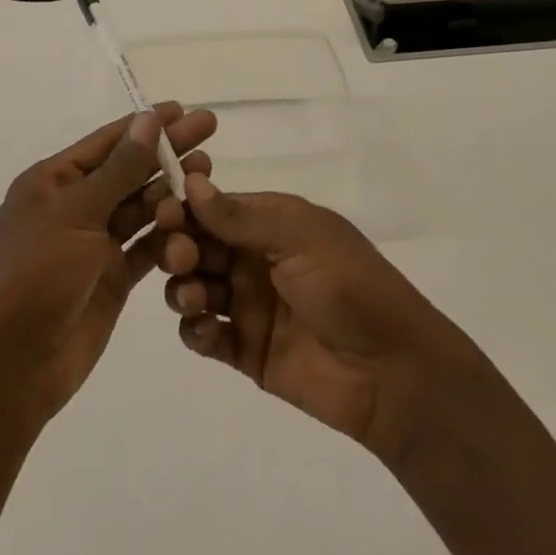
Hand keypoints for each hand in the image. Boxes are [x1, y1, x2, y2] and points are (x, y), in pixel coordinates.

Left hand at [0, 104, 216, 432]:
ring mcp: (93, 245)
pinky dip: (169, 234)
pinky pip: (145, 248)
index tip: (185, 109)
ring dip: (172, 191)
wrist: (7, 371)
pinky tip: (199, 219)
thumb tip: (149, 119)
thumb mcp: (76, 214)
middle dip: (168, 152)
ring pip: (140, 208)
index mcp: (53, 182)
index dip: (147, 125)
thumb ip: (119, 169)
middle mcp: (74, 207)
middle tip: (210, 132)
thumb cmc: (34, 276)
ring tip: (209, 173)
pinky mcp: (110, 279)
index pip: (108, 142)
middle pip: (129, 171)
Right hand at [156, 173, 485, 465]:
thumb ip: (242, 215)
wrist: (392, 371)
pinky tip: (205, 331)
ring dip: (183, 288)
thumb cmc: (349, 285)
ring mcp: (249, 306)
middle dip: (180, 247)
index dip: (185, 208)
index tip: (163, 213)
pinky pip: (205, 336)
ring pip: (196, 287)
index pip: (214, 207)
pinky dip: (195, 331)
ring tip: (196, 299)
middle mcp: (254, 259)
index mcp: (270, 223)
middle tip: (179, 258)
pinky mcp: (246, 351)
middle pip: (198, 245)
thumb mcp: (300, 236)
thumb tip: (191, 183)